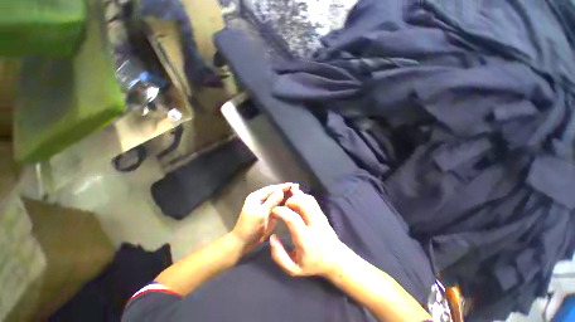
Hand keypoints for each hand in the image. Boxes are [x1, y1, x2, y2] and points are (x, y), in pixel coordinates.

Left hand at [232, 183, 295, 250]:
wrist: (244, 243)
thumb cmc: (250, 227)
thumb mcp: (261, 213)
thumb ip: (271, 201)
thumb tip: (281, 190)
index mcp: (257, 196)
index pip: (272, 189)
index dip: (282, 186)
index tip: (293, 185)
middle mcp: (261, 199)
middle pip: (275, 193)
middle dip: (286, 191)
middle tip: (297, 189)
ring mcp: (266, 206)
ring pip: (278, 199)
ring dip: (286, 197)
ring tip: (297, 195)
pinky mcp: (269, 213)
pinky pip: (278, 207)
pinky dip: (285, 205)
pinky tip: (292, 204)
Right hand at [269, 188, 343, 277]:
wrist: (335, 260)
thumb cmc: (312, 264)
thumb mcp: (293, 269)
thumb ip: (279, 256)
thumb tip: (272, 237)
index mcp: (306, 240)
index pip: (293, 219)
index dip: (281, 211)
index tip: (274, 211)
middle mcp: (315, 225)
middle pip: (303, 203)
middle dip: (290, 201)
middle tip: (283, 207)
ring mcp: (321, 217)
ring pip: (308, 199)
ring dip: (296, 198)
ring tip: (289, 205)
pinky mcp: (322, 213)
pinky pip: (312, 200)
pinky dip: (302, 197)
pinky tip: (297, 203)